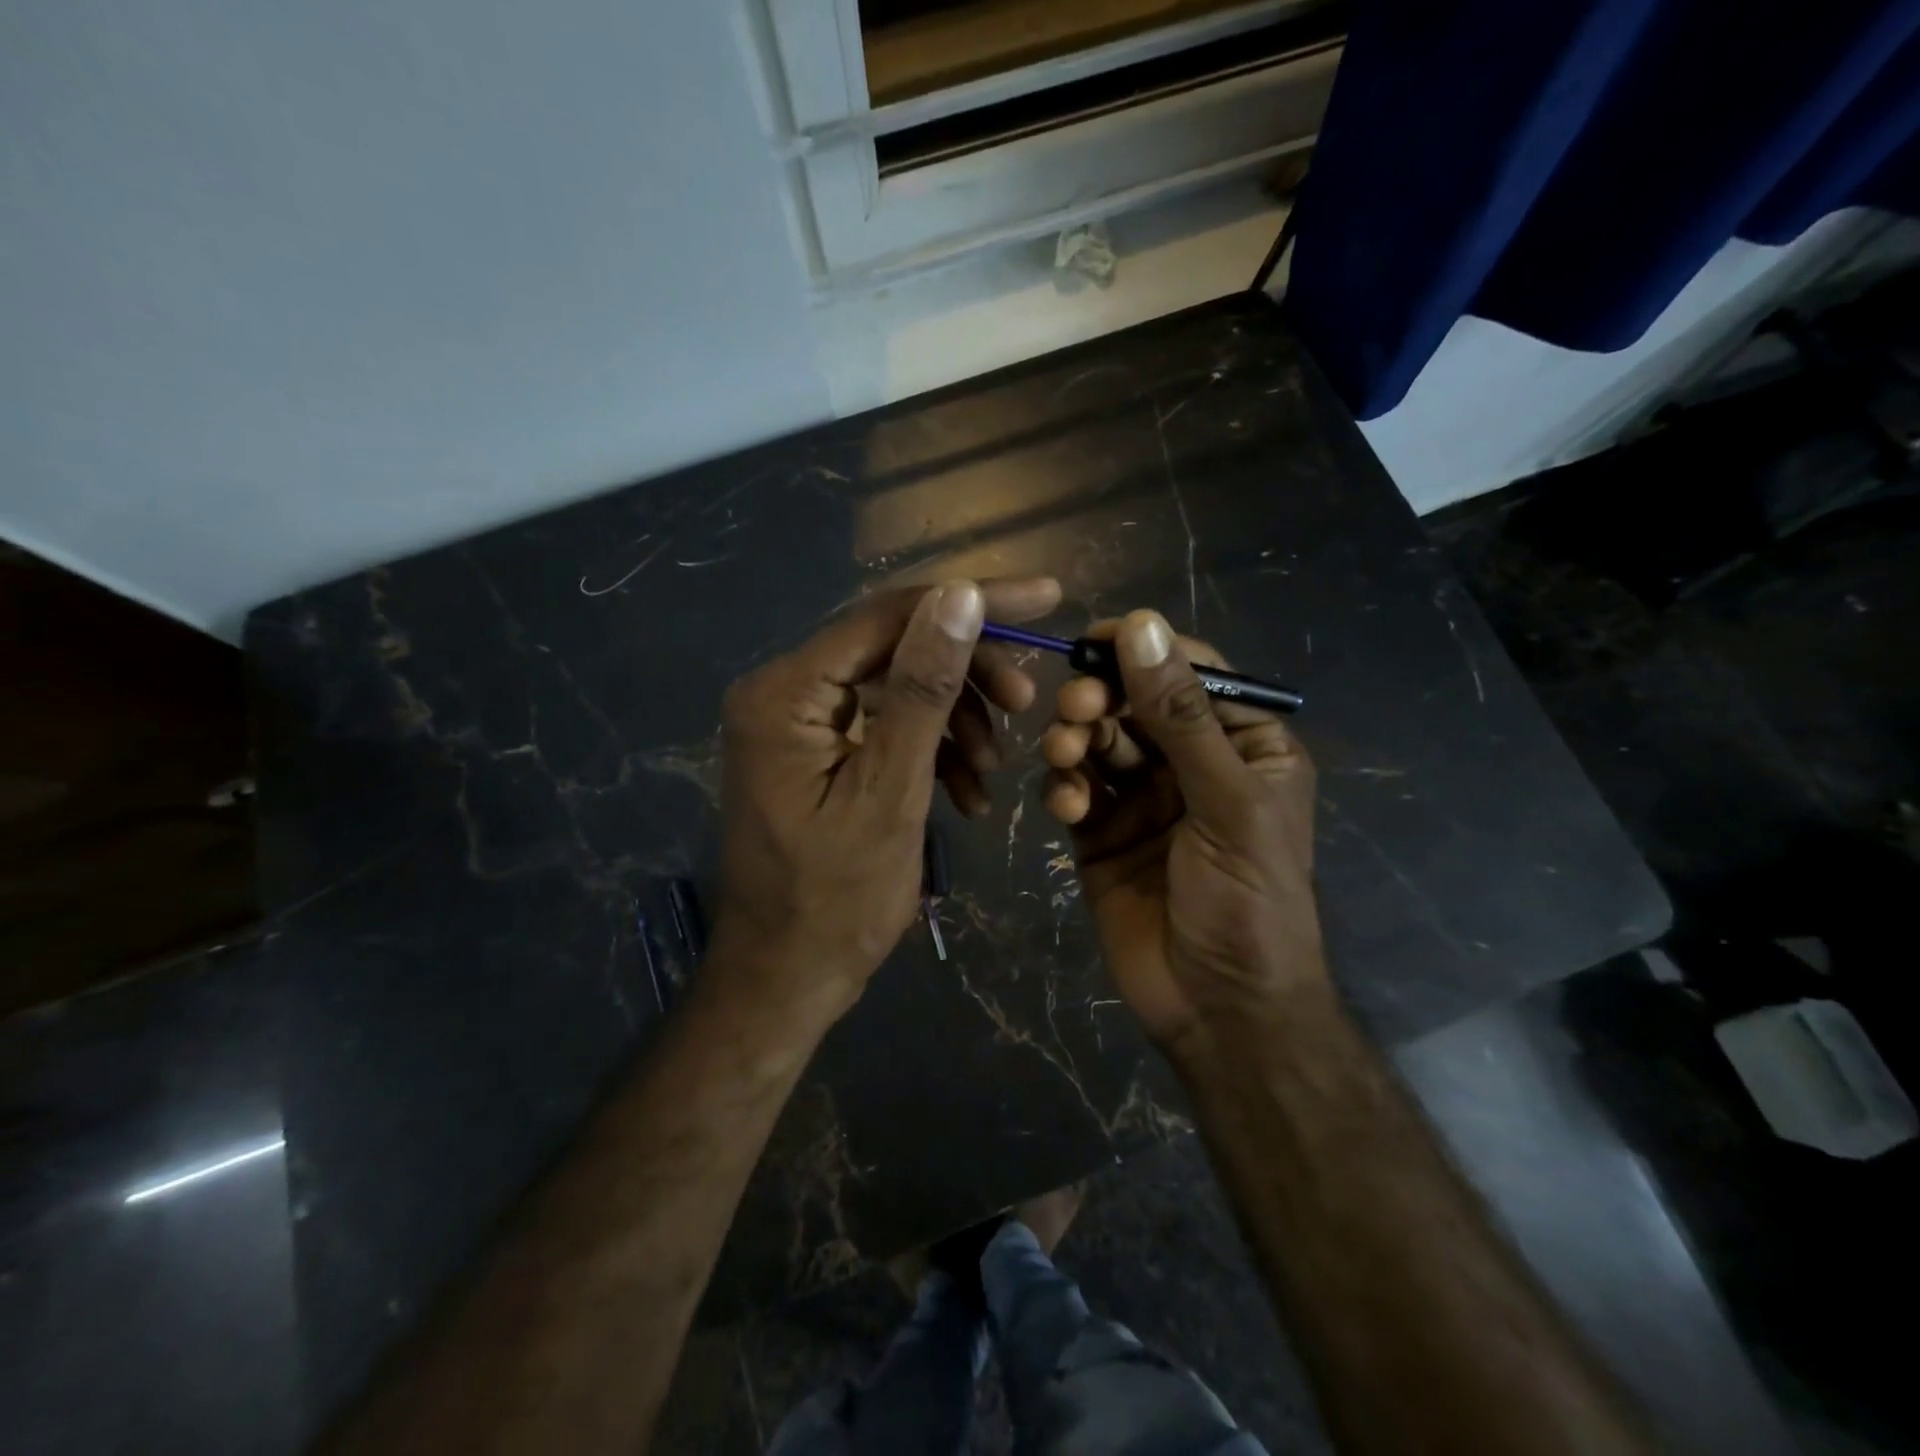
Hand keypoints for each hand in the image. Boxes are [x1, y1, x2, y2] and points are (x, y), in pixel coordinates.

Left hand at [714, 576, 1062, 1023]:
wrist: (787, 978)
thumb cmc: (836, 900)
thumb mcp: (891, 791)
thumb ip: (925, 689)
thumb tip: (959, 594)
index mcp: (785, 692)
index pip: (888, 616)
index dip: (971, 600)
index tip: (1046, 597)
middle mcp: (783, 690)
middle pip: (895, 648)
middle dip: (967, 674)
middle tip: (1028, 701)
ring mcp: (798, 722)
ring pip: (898, 688)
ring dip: (956, 720)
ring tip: (993, 769)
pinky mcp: (817, 751)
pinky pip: (887, 727)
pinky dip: (933, 750)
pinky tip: (968, 791)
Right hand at [1039, 610, 1323, 1051]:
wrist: (1218, 1009)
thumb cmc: (1247, 902)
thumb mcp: (1226, 802)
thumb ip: (1181, 716)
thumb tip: (1142, 625)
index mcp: (1244, 744)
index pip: (1191, 673)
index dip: (1144, 650)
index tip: (1093, 639)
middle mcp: (1192, 761)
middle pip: (1134, 701)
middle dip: (1101, 698)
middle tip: (1074, 707)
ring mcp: (1143, 796)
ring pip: (1098, 739)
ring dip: (1076, 738)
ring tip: (1065, 757)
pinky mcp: (1101, 831)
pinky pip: (1074, 787)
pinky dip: (1064, 787)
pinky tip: (1067, 806)